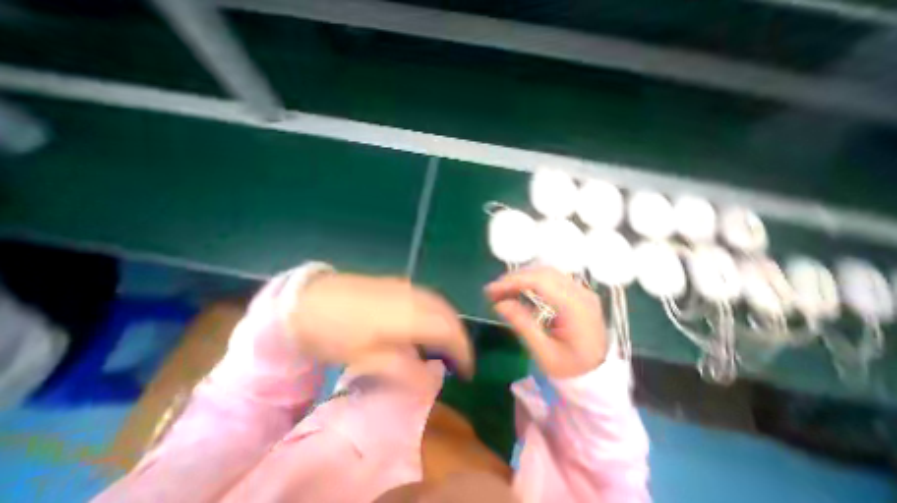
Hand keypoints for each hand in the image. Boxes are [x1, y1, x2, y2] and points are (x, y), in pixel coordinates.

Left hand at [279, 275, 476, 376]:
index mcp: (410, 316)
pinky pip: (428, 297)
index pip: (449, 331)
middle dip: (460, 337)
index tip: (467, 371)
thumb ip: (402, 368)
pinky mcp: (397, 283)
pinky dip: (437, 312)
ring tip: (447, 343)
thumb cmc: (334, 333)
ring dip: (449, 323)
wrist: (307, 300)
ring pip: (440, 303)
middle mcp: (414, 297)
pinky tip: (428, 322)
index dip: (463, 351)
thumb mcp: (365, 358)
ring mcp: (406, 287)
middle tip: (459, 359)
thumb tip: (429, 378)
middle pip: (449, 315)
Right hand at [483, 268, 609, 377]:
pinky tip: (519, 289)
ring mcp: (581, 290)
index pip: (540, 282)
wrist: (598, 373)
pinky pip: (551, 277)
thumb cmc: (570, 367)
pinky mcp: (577, 291)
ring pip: (546, 272)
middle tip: (493, 291)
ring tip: (503, 290)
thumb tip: (499, 304)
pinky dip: (531, 280)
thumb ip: (523, 326)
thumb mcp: (545, 354)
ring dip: (522, 277)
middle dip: (514, 278)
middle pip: (542, 273)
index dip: (513, 282)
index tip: (491, 290)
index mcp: (575, 308)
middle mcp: (581, 293)